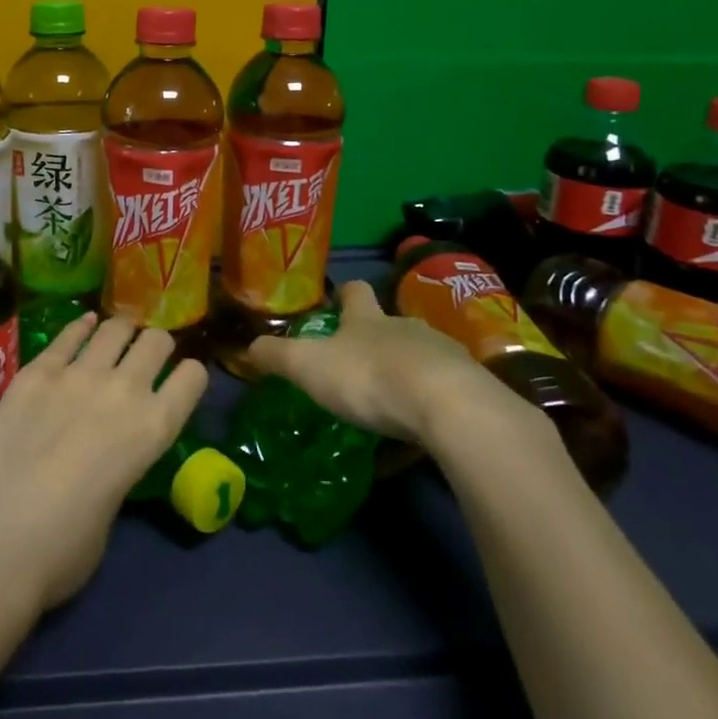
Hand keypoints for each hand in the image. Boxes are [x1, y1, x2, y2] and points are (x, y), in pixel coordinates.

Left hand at [0, 314, 207, 612]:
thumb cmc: (62, 551)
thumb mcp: (112, 511)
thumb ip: (118, 472)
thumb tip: (102, 463)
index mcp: (154, 429)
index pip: (193, 377)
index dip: (190, 376)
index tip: (180, 381)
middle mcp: (124, 390)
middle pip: (156, 341)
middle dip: (156, 346)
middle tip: (146, 357)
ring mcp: (78, 374)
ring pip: (114, 329)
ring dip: (121, 332)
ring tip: (116, 338)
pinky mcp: (36, 371)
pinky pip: (68, 335)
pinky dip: (81, 327)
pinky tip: (83, 326)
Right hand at [246, 281, 556, 459]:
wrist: (447, 405)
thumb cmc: (368, 377)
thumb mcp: (309, 366)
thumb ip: (277, 356)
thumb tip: (249, 346)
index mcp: (367, 319)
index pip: (355, 292)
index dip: (344, 294)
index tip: (337, 301)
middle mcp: (405, 327)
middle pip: (389, 323)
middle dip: (375, 338)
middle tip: (358, 363)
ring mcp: (441, 354)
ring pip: (419, 354)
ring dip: (405, 369)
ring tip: (391, 398)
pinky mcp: (468, 386)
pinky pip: (444, 389)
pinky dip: (430, 402)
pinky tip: (423, 427)